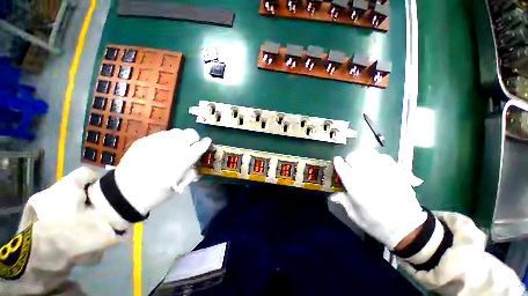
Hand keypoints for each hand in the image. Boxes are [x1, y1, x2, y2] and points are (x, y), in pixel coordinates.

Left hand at [114, 128, 210, 214]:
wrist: (124, 193)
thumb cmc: (156, 193)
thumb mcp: (179, 186)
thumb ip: (191, 172)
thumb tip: (195, 164)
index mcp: (183, 160)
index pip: (200, 145)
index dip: (206, 143)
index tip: (207, 143)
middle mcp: (172, 148)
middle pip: (191, 133)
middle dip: (194, 138)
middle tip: (191, 145)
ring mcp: (157, 142)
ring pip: (177, 131)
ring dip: (181, 137)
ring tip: (177, 145)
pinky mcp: (144, 141)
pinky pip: (162, 134)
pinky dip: (168, 138)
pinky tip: (163, 147)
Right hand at [329, 150, 426, 249]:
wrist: (408, 228)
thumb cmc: (377, 224)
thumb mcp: (355, 216)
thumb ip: (343, 201)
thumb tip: (332, 194)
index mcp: (356, 189)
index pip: (342, 168)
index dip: (337, 162)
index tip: (337, 161)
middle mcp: (368, 178)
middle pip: (354, 157)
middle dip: (349, 160)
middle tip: (350, 165)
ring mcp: (384, 174)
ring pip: (368, 154)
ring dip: (362, 157)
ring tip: (363, 163)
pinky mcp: (396, 173)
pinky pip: (383, 157)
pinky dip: (376, 158)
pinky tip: (376, 164)